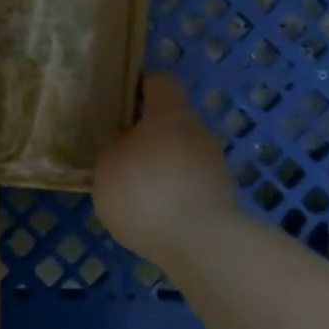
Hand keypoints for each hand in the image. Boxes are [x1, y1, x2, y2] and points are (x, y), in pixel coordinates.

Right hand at [92, 74, 242, 270]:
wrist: (203, 246)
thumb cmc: (146, 194)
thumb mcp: (107, 169)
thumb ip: (114, 152)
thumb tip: (124, 150)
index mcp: (169, 114)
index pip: (158, 82)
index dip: (138, 87)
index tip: (118, 103)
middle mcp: (197, 131)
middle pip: (171, 120)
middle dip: (147, 133)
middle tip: (119, 151)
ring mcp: (214, 165)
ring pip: (181, 154)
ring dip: (161, 166)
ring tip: (134, 191)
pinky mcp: (221, 197)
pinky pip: (190, 184)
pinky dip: (173, 193)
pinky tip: (154, 215)